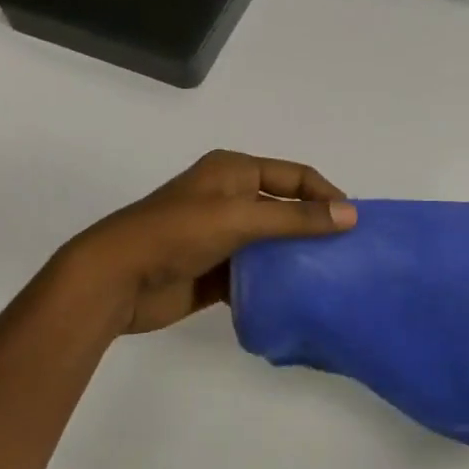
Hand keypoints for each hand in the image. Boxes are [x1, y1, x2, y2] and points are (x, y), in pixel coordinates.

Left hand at [62, 150, 355, 338]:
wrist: (114, 281)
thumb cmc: (176, 234)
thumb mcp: (240, 218)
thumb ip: (296, 218)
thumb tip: (352, 215)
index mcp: (234, 172)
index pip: (295, 176)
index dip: (326, 194)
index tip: (354, 222)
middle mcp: (230, 198)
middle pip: (286, 208)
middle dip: (316, 227)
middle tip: (349, 252)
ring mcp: (222, 236)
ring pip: (273, 243)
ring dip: (297, 257)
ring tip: (332, 276)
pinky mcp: (216, 270)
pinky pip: (256, 273)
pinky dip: (275, 282)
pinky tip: (299, 296)